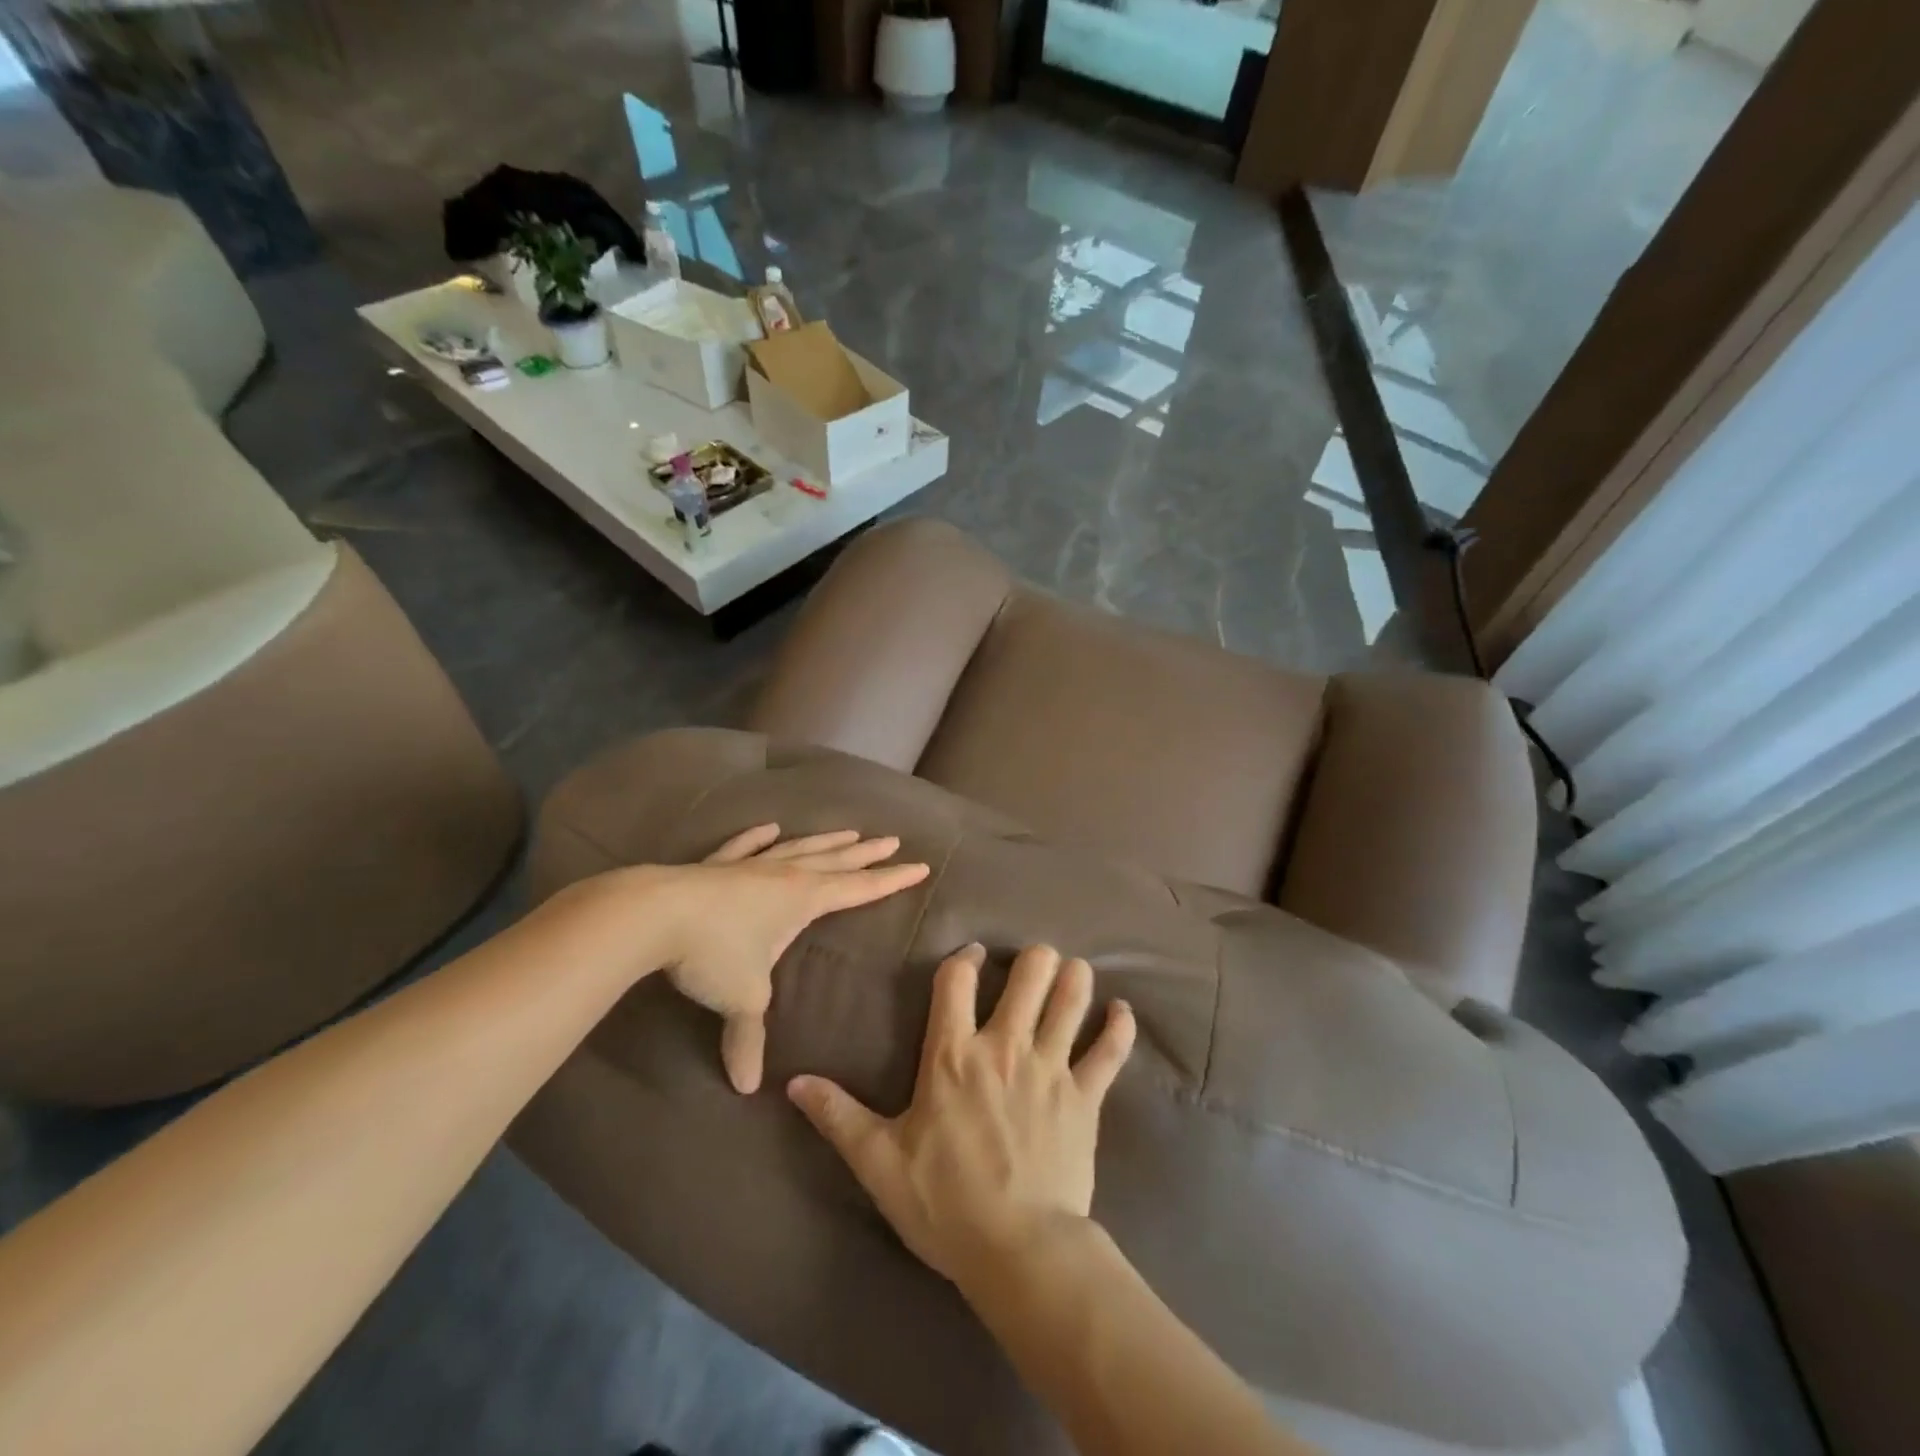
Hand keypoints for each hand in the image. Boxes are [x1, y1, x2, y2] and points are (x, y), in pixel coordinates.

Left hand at [660, 824, 930, 1094]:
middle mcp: (785, 876)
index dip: (891, 880)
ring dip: (826, 840)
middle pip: (836, 861)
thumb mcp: (741, 1000)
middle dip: (867, 854)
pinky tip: (770, 827)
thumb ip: (748, 1040)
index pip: (860, 889)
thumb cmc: (713, 953)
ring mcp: (751, 866)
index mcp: (804, 900)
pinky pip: (745, 847)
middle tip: (892, 840)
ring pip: (798, 848)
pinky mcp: (717, 865)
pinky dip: (759, 838)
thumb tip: (745, 1087)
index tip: (920, 865)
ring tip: (849, 831)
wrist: (656, 915)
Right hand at [788, 943, 1135, 1291]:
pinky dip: (1119, 1027)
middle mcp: (1004, 1046)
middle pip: (1028, 973)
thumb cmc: (944, 1203)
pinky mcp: (1086, 1095)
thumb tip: (793, 1084)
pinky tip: (1122, 1012)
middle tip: (1032, 962)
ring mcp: (1051, 1067)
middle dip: (1033, 958)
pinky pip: (1110, 1050)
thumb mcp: (879, 1162)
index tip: (973, 956)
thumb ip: (838, 1116)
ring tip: (1073, 973)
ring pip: (1071, 998)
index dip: (965, 958)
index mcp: (952, 1054)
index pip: (957, 980)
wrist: (1018, 1250)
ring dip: (1074, 978)